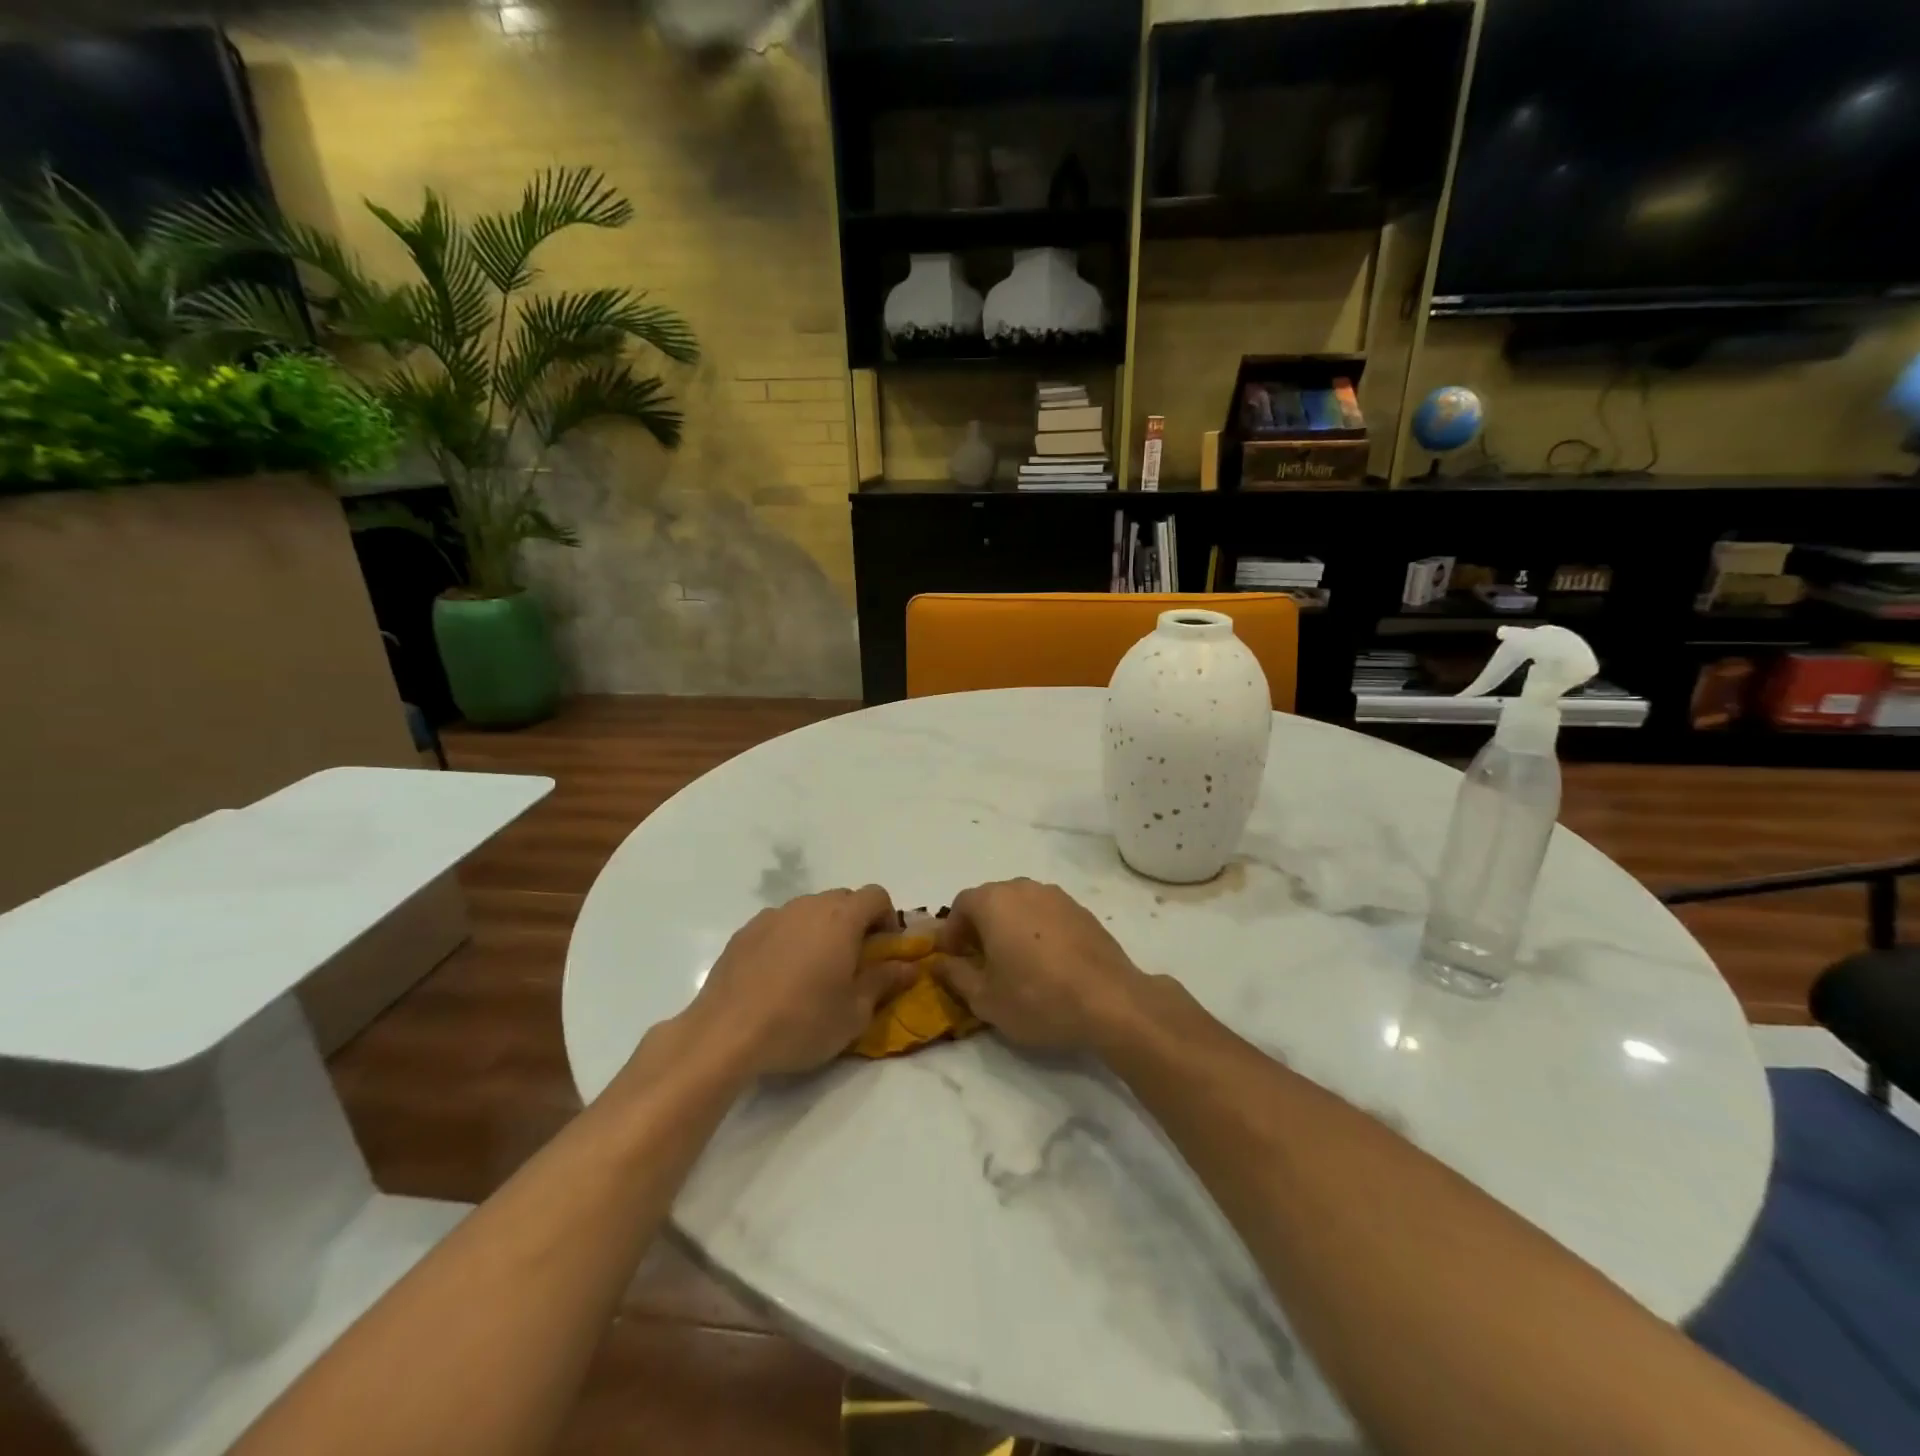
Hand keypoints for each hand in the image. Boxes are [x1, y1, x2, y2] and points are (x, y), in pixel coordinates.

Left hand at [678, 887, 919, 1076]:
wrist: (725, 1034)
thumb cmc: (802, 1022)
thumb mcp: (854, 1013)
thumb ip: (884, 982)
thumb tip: (908, 966)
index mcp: (841, 918)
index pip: (876, 895)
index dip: (887, 918)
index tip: (883, 950)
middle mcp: (808, 906)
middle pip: (843, 899)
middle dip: (855, 924)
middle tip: (852, 964)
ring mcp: (773, 916)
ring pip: (809, 911)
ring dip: (821, 930)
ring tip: (813, 972)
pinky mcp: (745, 932)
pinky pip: (780, 925)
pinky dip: (789, 940)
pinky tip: (779, 977)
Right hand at [932, 879, 1150, 1052]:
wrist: (1111, 1001)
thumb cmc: (1037, 998)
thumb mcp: (985, 998)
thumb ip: (955, 975)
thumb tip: (939, 962)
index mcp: (994, 901)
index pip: (960, 905)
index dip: (952, 933)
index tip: (953, 960)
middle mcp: (1023, 887)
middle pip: (991, 901)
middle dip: (979, 928)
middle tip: (980, 963)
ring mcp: (1057, 896)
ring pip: (1020, 905)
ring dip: (1009, 927)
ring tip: (1015, 964)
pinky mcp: (1082, 910)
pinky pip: (1046, 914)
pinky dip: (1037, 931)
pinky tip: (1046, 963)